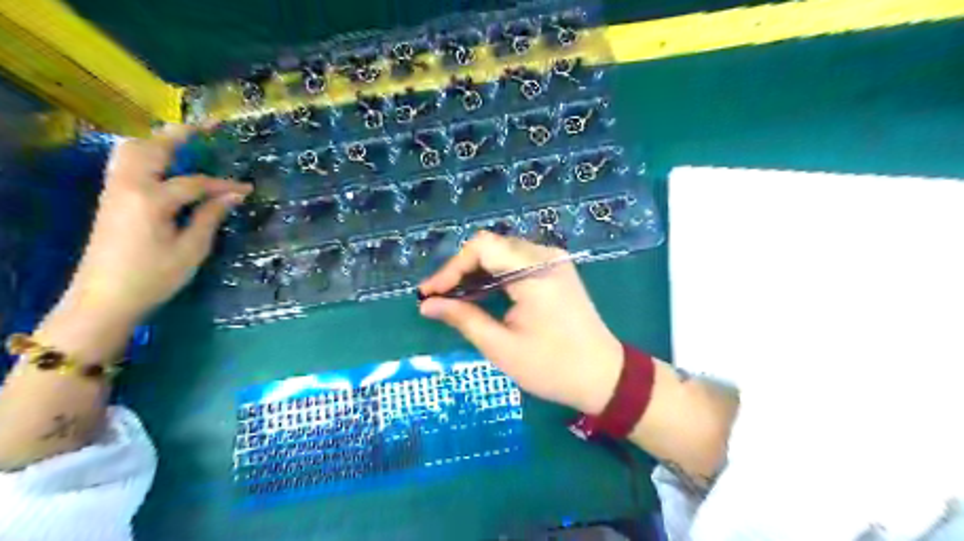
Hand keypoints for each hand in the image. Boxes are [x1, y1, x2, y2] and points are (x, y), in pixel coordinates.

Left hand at [51, 127, 251, 334]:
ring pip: (132, 150)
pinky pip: (125, 163)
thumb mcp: (191, 249)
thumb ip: (210, 217)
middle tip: (209, 127)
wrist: (104, 299)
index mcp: (152, 200)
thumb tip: (233, 196)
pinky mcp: (110, 198)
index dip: (224, 185)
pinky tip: (164, 163)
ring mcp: (114, 190)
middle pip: (153, 148)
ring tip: (186, 140)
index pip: (195, 183)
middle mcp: (128, 186)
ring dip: (160, 141)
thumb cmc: (154, 277)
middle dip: (182, 135)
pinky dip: (146, 154)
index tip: (248, 189)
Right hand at [418, 233, 620, 413]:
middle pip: (491, 247)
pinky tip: (480, 296)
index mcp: (534, 272)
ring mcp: (553, 261)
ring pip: (502, 253)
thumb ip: (463, 319)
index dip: (450, 268)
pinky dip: (494, 276)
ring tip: (454, 300)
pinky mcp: (556, 270)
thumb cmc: (552, 367)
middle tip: (438, 299)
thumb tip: (427, 305)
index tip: (429, 294)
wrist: (604, 376)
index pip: (481, 247)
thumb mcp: (501, 347)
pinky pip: (516, 262)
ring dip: (476, 273)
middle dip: (460, 271)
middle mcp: (545, 256)